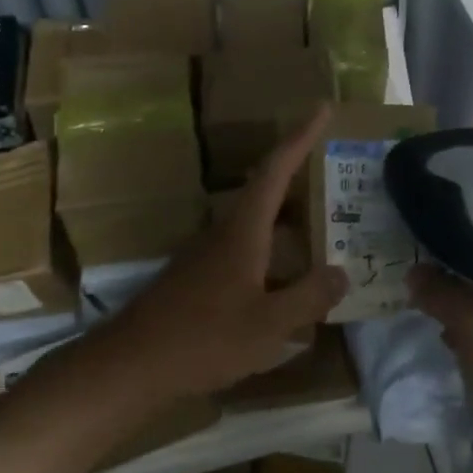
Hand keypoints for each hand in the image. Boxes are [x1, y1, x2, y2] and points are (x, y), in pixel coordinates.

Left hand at [108, 106, 346, 397]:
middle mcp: (224, 233)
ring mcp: (207, 255)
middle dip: (302, 179)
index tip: (322, 109)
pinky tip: (288, 281)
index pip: (275, 171)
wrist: (132, 364)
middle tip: (339, 176)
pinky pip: (246, 251)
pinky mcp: (198, 278)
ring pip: (257, 225)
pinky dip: (274, 252)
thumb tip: (341, 272)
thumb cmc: (204, 338)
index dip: (300, 138)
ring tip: (326, 230)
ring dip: (289, 220)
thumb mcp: (268, 324)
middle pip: (267, 193)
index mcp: (243, 231)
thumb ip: (309, 297)